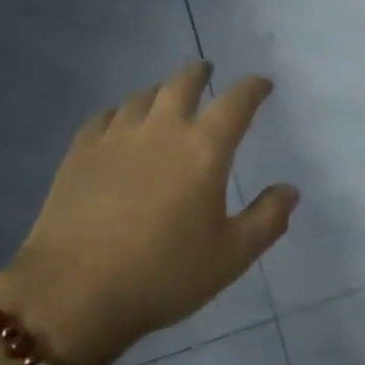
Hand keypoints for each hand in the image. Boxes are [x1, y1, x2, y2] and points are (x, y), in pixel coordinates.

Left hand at [0, 62, 297, 364]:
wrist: (74, 292)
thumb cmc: (163, 274)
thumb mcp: (230, 257)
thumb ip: (267, 219)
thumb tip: (290, 190)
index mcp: (203, 150)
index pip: (236, 103)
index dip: (253, 88)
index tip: (263, 85)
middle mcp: (161, 130)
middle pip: (183, 83)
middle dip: (200, 73)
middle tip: (207, 72)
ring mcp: (116, 137)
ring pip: (142, 97)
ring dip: (160, 92)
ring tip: (164, 99)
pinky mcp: (80, 152)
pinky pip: (103, 117)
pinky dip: (119, 114)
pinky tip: (118, 126)